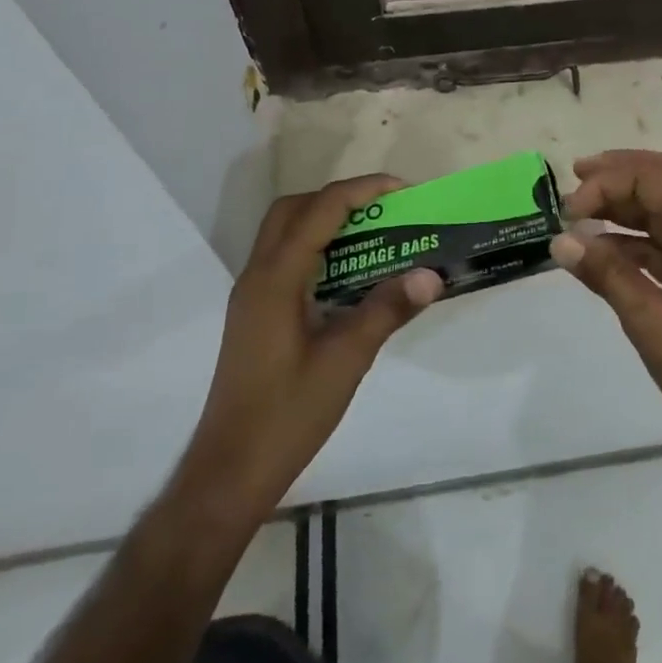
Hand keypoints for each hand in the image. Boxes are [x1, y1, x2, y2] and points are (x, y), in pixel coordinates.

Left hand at [181, 174, 442, 517]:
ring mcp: (252, 296)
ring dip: (327, 221)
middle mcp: (258, 276)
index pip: (321, 210)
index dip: (363, 190)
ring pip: (285, 233)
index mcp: (276, 279)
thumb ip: (387, 310)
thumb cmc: (287, 415)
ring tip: (374, 235)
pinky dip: (317, 249)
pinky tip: (349, 276)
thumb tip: (431, 275)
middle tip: (385, 210)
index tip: (404, 191)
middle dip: (340, 198)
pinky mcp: (256, 314)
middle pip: (294, 209)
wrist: (230, 471)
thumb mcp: (346, 360)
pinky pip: (286, 259)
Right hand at [549, 151, 661, 511]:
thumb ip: (606, 274)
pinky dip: (633, 233)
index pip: (657, 179)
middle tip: (576, 177)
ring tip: (581, 208)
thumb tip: (561, 241)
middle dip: (620, 172)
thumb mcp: (650, 322)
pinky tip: (601, 246)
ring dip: (625, 200)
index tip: (571, 210)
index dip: (610, 182)